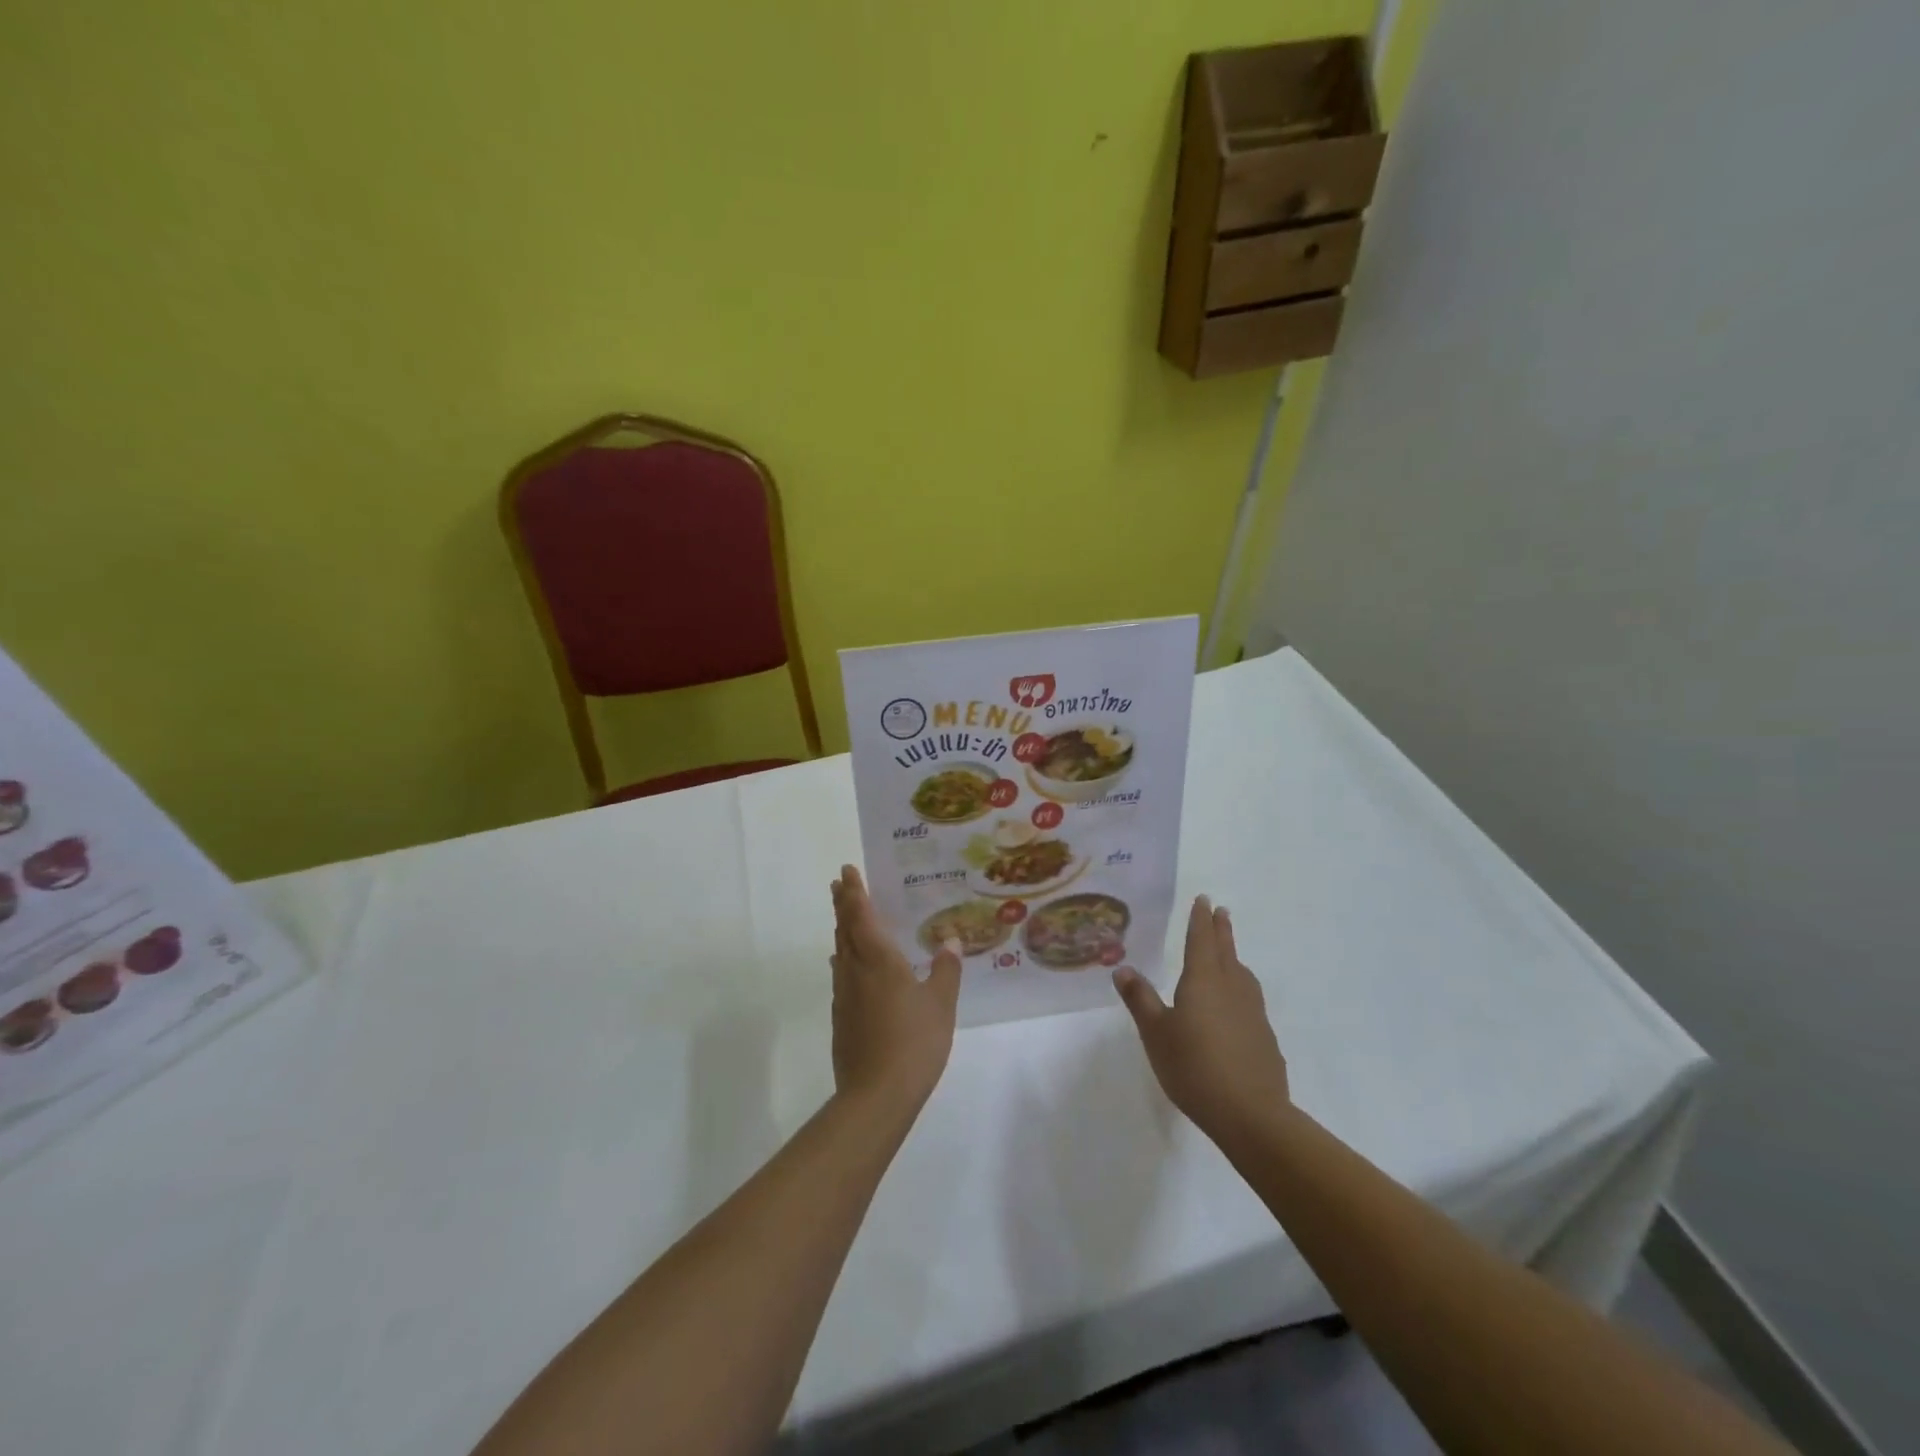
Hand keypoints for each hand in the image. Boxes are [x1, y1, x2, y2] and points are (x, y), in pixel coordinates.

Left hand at [829, 865, 960, 1111]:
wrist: (876, 1095)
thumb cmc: (914, 1042)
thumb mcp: (941, 1004)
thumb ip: (945, 970)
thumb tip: (950, 941)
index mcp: (879, 960)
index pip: (862, 916)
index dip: (855, 893)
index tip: (847, 871)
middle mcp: (856, 970)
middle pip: (845, 929)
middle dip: (843, 904)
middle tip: (839, 883)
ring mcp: (844, 995)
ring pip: (840, 951)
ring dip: (841, 929)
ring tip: (844, 917)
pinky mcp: (841, 1018)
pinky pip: (841, 975)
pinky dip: (843, 959)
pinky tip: (847, 966)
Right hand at [1113, 896, 1288, 1140]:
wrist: (1251, 1114)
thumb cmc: (1194, 1067)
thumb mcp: (1156, 1033)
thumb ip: (1140, 999)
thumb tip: (1123, 968)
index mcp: (1203, 981)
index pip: (1200, 940)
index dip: (1200, 920)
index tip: (1204, 900)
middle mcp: (1231, 988)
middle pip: (1225, 952)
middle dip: (1220, 931)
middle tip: (1221, 911)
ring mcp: (1253, 1013)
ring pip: (1242, 974)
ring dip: (1234, 957)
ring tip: (1229, 954)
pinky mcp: (1264, 1037)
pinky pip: (1250, 1000)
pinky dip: (1241, 988)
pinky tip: (1236, 1005)